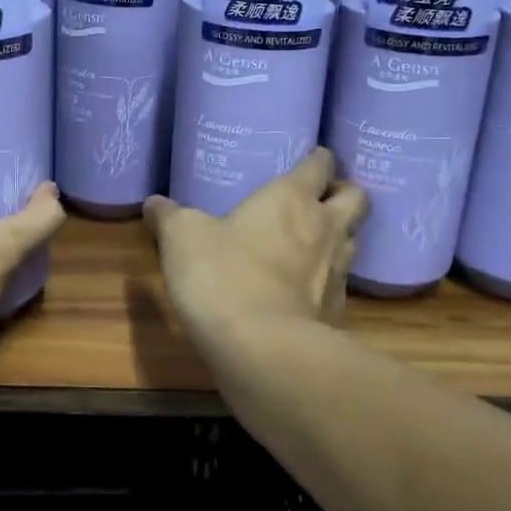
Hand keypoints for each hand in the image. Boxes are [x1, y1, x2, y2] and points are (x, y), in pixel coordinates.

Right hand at [143, 149, 368, 340]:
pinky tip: (305, 290)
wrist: (262, 350)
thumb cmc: (222, 275)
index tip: (309, 160)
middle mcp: (324, 228)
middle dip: (343, 194)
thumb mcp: (181, 238)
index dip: (317, 159)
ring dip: (340, 236)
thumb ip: (168, 216)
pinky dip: (328, 282)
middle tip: (320, 200)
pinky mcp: (338, 312)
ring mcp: (338, 272)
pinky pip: (341, 285)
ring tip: (313, 242)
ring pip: (354, 240)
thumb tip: (153, 203)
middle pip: (357, 198)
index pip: (320, 164)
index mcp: (291, 198)